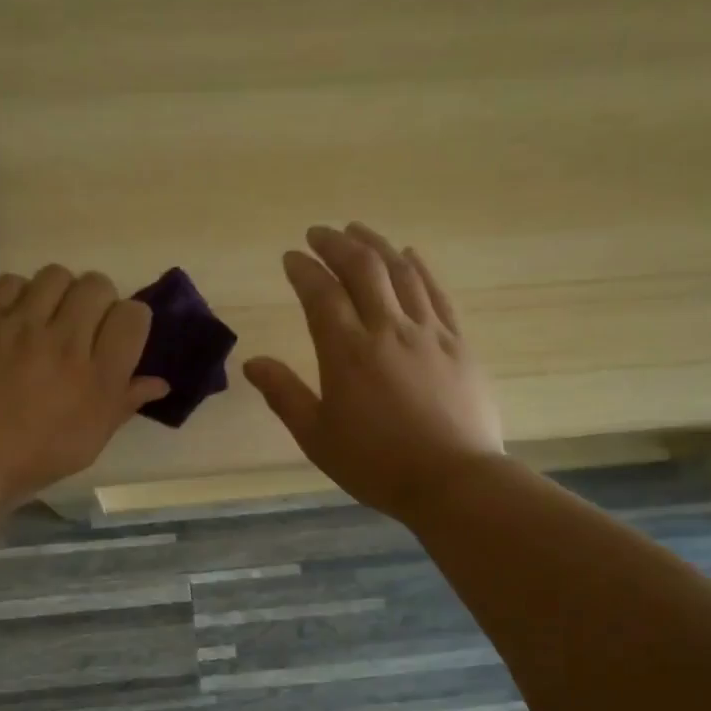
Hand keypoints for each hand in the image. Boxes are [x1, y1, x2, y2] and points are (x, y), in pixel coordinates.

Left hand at [0, 266, 168, 504]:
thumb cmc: (36, 458)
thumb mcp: (91, 441)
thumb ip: (124, 403)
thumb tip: (159, 383)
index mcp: (99, 377)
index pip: (133, 316)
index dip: (131, 320)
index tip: (117, 335)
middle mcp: (67, 343)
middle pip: (97, 286)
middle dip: (97, 301)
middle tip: (83, 325)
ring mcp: (23, 327)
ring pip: (57, 276)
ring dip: (59, 293)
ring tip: (48, 316)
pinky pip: (12, 282)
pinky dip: (20, 294)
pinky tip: (16, 318)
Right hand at [245, 223, 502, 521]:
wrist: (453, 480)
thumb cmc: (376, 464)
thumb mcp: (317, 438)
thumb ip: (285, 395)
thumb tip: (253, 363)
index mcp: (347, 353)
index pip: (321, 294)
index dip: (304, 270)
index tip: (291, 257)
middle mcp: (387, 330)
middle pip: (362, 269)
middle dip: (337, 244)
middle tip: (319, 233)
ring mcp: (428, 332)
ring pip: (400, 272)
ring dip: (376, 245)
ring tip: (358, 230)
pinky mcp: (458, 342)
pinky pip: (436, 292)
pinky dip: (419, 268)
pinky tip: (409, 256)